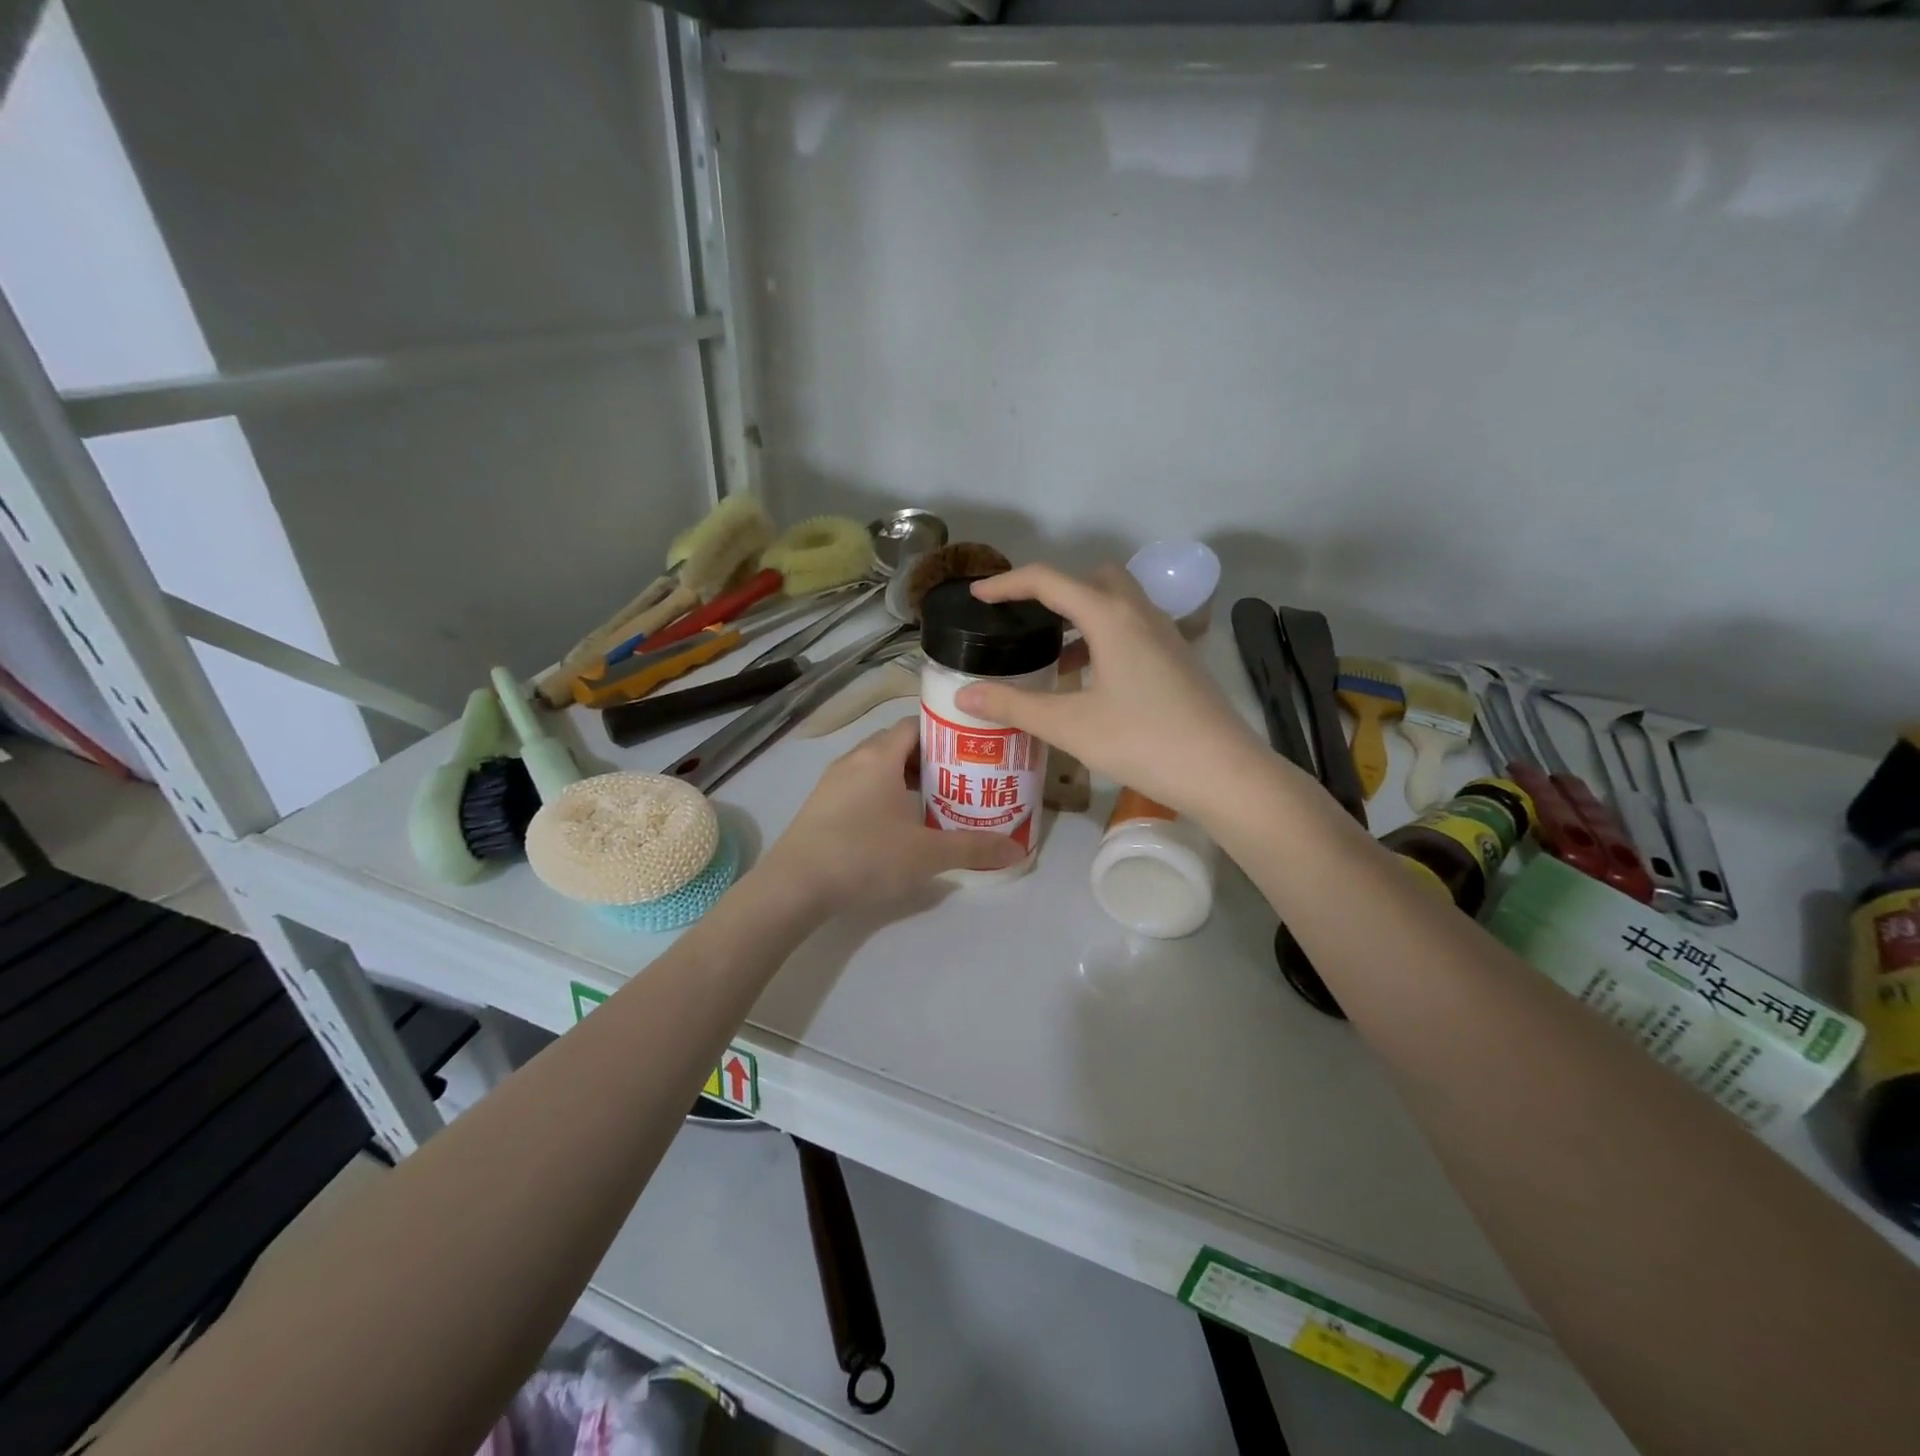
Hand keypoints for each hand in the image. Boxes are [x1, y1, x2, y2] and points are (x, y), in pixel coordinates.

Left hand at [760, 718, 1024, 912]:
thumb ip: (973, 848)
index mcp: (880, 756)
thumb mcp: (927, 855)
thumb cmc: (865, 856)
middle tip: (958, 779)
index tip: (969, 750)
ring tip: (931, 801)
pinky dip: (881, 794)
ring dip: (903, 778)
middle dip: (928, 758)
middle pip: (896, 744)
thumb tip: (1017, 850)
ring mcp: (832, 782)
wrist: (794, 886)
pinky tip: (895, 825)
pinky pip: (859, 786)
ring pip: (876, 766)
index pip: (915, 724)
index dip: (943, 731)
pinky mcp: (820, 805)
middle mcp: (854, 759)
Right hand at [956, 564, 1268, 820]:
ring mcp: (1166, 635)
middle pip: (1093, 578)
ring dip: (1082, 617)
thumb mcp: (1069, 725)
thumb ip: (1014, 706)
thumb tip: (964, 696)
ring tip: (1053, 655)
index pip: (1049, 581)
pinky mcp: (1178, 658)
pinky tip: (1092, 681)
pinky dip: (1105, 638)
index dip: (1008, 584)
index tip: (978, 597)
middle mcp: (1140, 613)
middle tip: (1026, 621)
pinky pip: (1133, 629)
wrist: (1222, 771)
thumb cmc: (1142, 741)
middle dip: (1055, 591)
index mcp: (1110, 617)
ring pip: (1118, 604)